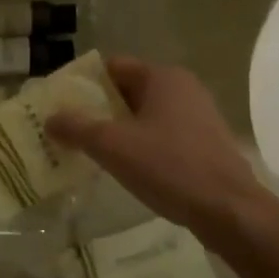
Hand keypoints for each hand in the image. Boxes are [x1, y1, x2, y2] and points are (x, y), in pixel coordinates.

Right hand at [46, 56, 260, 232]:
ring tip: (90, 150)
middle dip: (98, 108)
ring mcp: (198, 116)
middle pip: (128, 90)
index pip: (113, 67)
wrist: (229, 211)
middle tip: (69, 128)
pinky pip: (162, 134)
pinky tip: (126, 166)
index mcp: (163, 77)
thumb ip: (76, 127)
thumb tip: (49, 118)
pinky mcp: (205, 144)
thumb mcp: (112, 146)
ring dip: (118, 128)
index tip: (60, 103)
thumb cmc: (169, 166)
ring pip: (145, 115)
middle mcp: (183, 88)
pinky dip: (140, 144)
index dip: (83, 83)